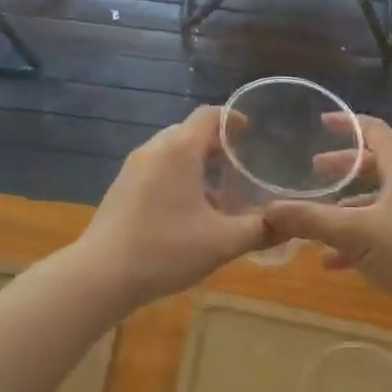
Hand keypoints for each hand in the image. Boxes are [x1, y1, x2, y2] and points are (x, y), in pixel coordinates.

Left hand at [74, 105, 272, 307]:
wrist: (100, 275)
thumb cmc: (165, 250)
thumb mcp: (221, 242)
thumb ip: (259, 229)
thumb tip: (291, 222)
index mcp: (179, 150)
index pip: (209, 115)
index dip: (233, 119)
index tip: (251, 133)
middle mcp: (154, 149)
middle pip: (190, 132)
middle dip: (216, 145)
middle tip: (240, 168)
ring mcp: (133, 167)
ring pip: (171, 151)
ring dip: (196, 163)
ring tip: (217, 194)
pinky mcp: (121, 187)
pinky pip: (156, 168)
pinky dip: (176, 176)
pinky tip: (186, 211)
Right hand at [264, 116, 391, 323]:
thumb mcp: (355, 233)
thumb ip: (310, 220)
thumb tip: (266, 211)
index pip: (374, 130)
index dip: (347, 123)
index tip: (321, 122)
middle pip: (375, 166)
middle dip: (343, 169)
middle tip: (314, 172)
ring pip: (377, 203)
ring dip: (347, 208)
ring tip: (315, 220)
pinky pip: (384, 234)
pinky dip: (358, 241)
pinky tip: (332, 263)